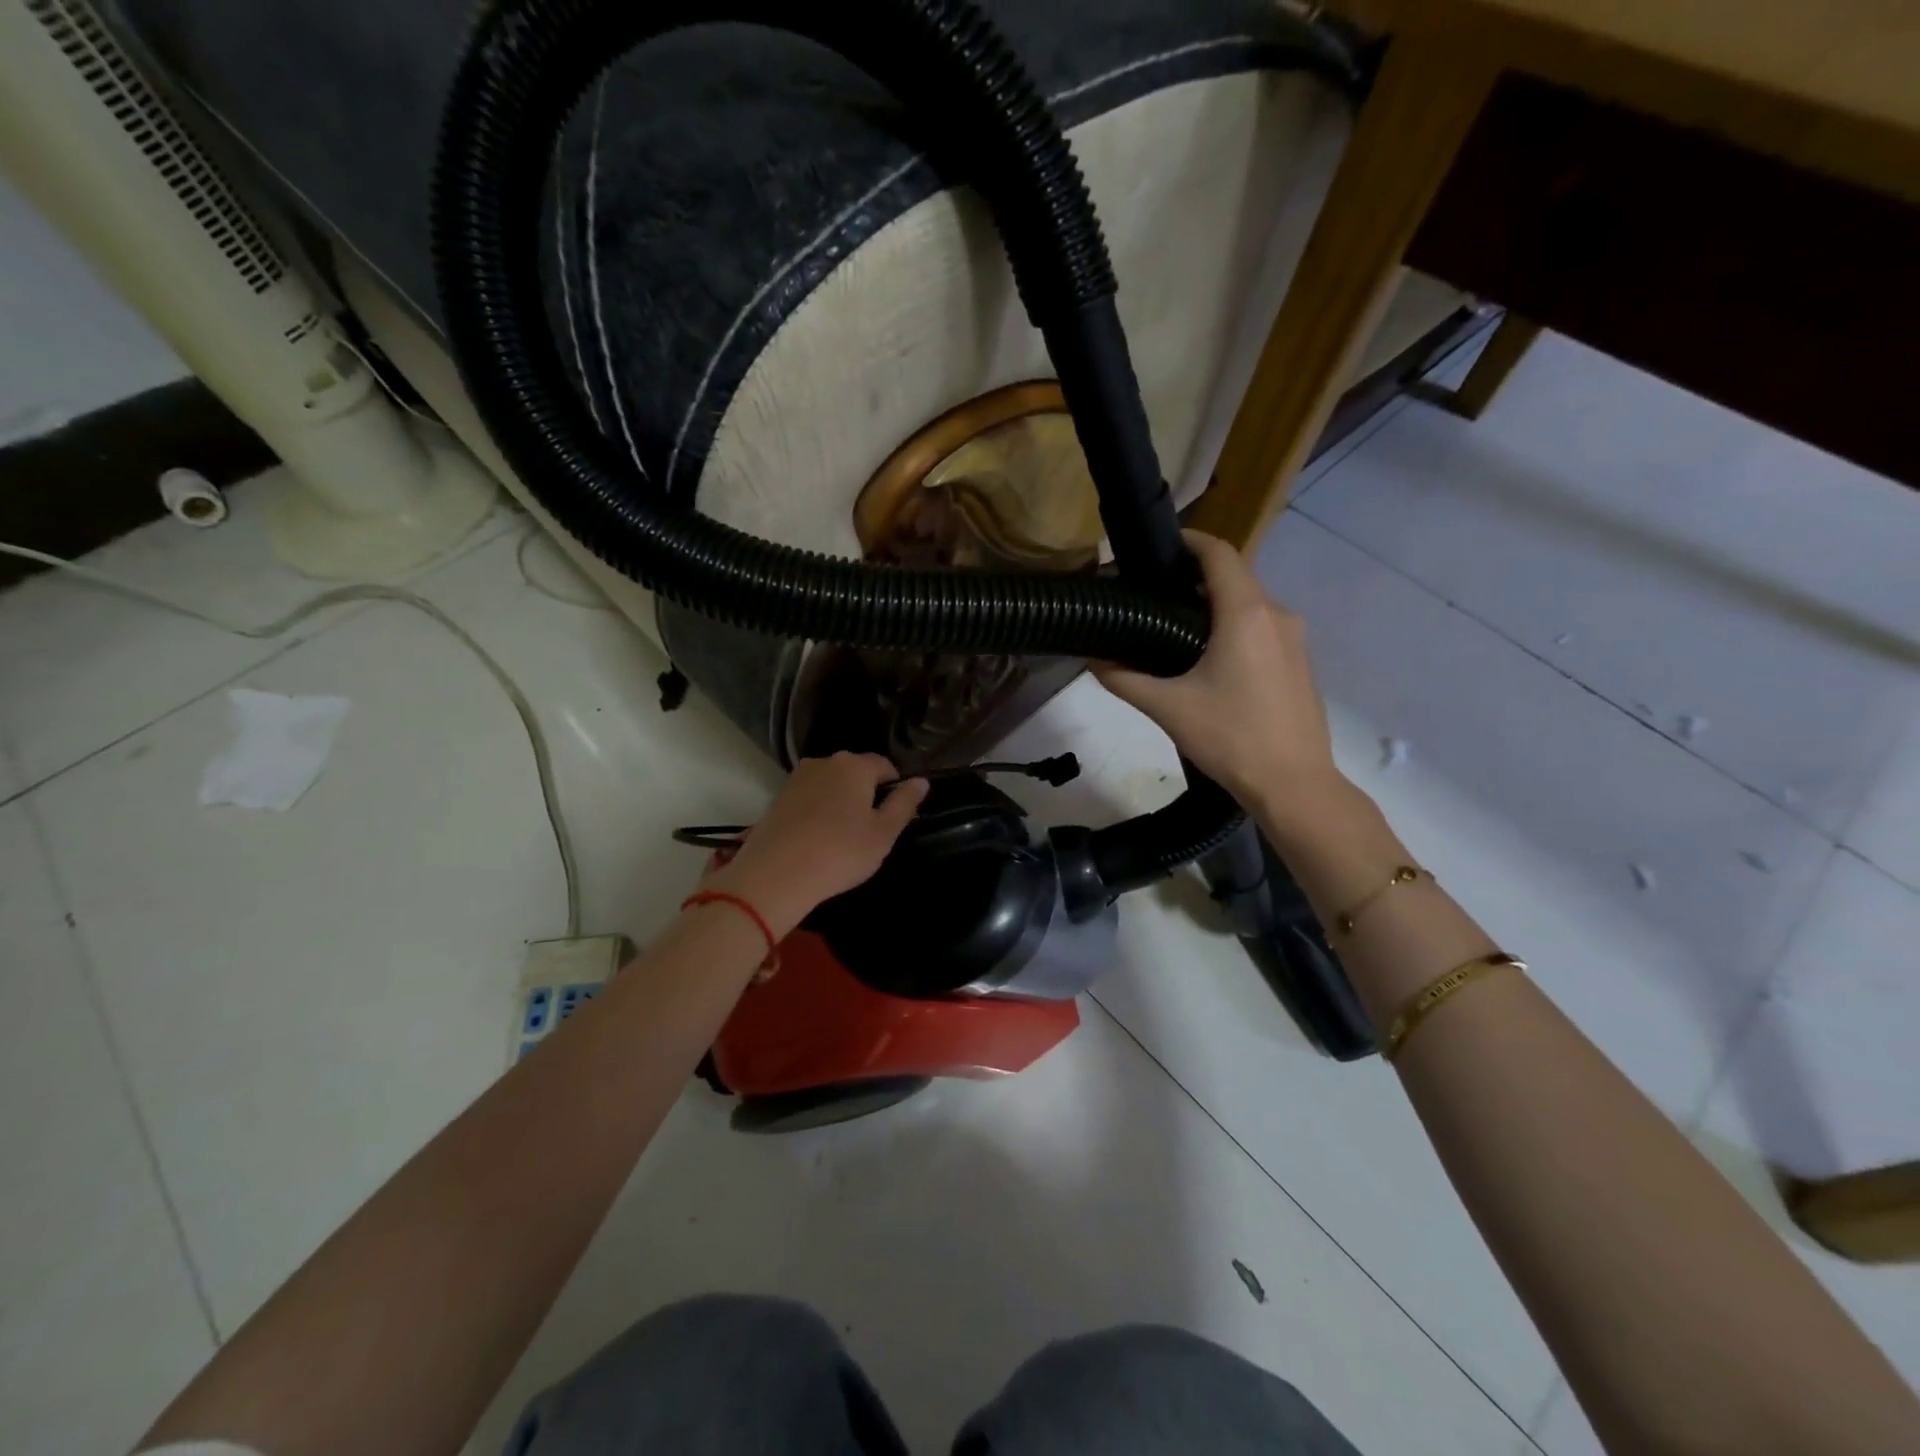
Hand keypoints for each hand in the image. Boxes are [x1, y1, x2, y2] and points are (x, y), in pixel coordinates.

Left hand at [705, 753, 928, 937]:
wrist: (776, 875)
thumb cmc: (840, 852)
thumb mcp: (883, 833)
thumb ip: (904, 803)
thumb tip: (921, 781)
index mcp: (854, 766)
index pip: (885, 765)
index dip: (895, 788)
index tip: (894, 816)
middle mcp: (824, 762)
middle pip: (855, 772)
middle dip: (866, 793)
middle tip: (870, 830)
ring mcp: (796, 779)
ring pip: (830, 785)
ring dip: (839, 802)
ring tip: (841, 837)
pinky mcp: (777, 799)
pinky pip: (809, 799)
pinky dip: (817, 812)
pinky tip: (816, 839)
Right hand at [1095, 531, 1345, 825]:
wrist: (1294, 785)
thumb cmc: (1231, 738)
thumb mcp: (1168, 708)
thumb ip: (1124, 678)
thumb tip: (1092, 660)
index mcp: (1246, 613)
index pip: (1218, 553)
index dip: (1188, 541)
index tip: (1156, 549)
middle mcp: (1277, 614)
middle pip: (1234, 576)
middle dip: (1195, 576)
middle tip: (1152, 594)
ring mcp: (1294, 639)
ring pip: (1250, 603)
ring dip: (1215, 604)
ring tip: (1173, 627)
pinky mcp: (1299, 663)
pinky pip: (1263, 627)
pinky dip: (1234, 627)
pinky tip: (1208, 659)